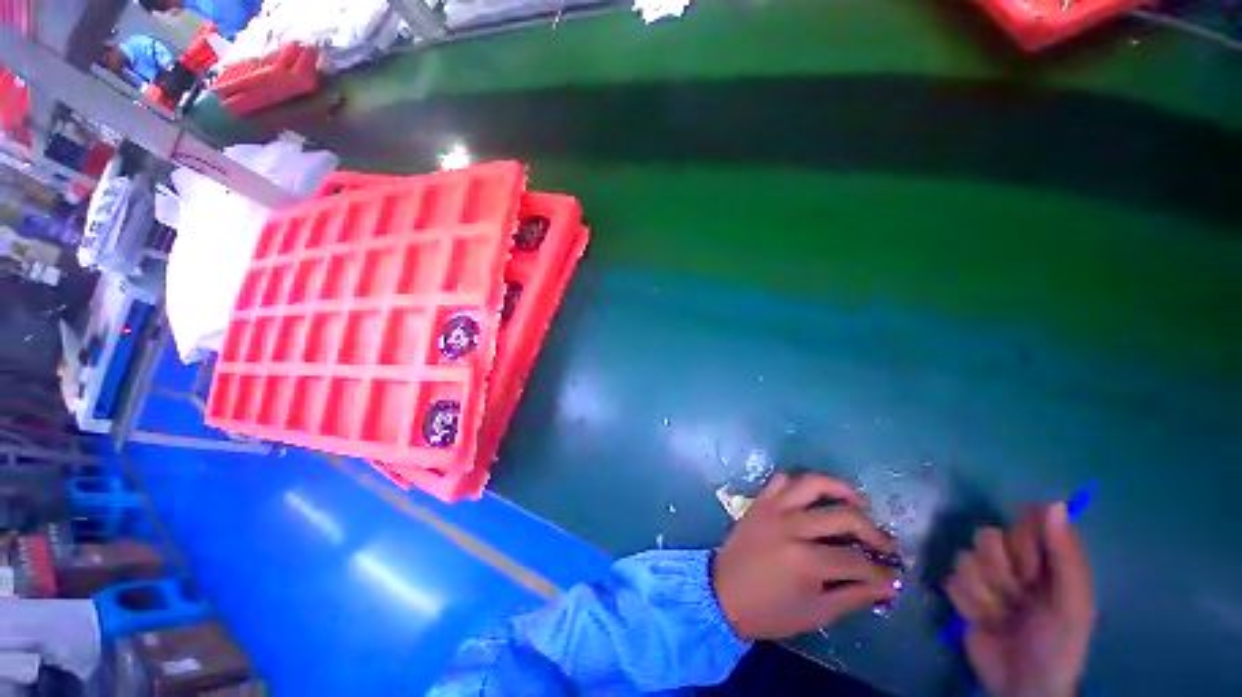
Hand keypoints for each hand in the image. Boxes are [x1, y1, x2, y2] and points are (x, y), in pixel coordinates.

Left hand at [711, 473, 899, 639]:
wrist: (722, 593)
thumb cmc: (769, 611)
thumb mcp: (816, 613)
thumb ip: (854, 595)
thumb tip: (888, 585)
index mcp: (805, 561)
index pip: (857, 561)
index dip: (883, 572)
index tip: (895, 575)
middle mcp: (791, 526)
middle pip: (844, 516)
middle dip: (874, 532)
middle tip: (885, 545)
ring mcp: (773, 508)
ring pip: (812, 483)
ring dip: (840, 489)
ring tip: (858, 504)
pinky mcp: (760, 501)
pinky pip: (782, 479)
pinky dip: (802, 482)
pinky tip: (815, 496)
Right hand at [946, 503, 1094, 696]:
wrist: (1023, 685)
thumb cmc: (1058, 644)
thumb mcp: (1072, 604)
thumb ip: (1065, 555)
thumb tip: (1053, 503)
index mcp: (1046, 560)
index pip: (1025, 521)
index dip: (1024, 542)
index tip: (1033, 568)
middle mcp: (1014, 562)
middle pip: (987, 536)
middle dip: (1000, 571)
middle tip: (1020, 598)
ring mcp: (985, 577)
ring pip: (964, 558)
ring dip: (984, 593)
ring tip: (1001, 616)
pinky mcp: (961, 593)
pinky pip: (951, 582)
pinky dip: (968, 605)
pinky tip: (984, 622)